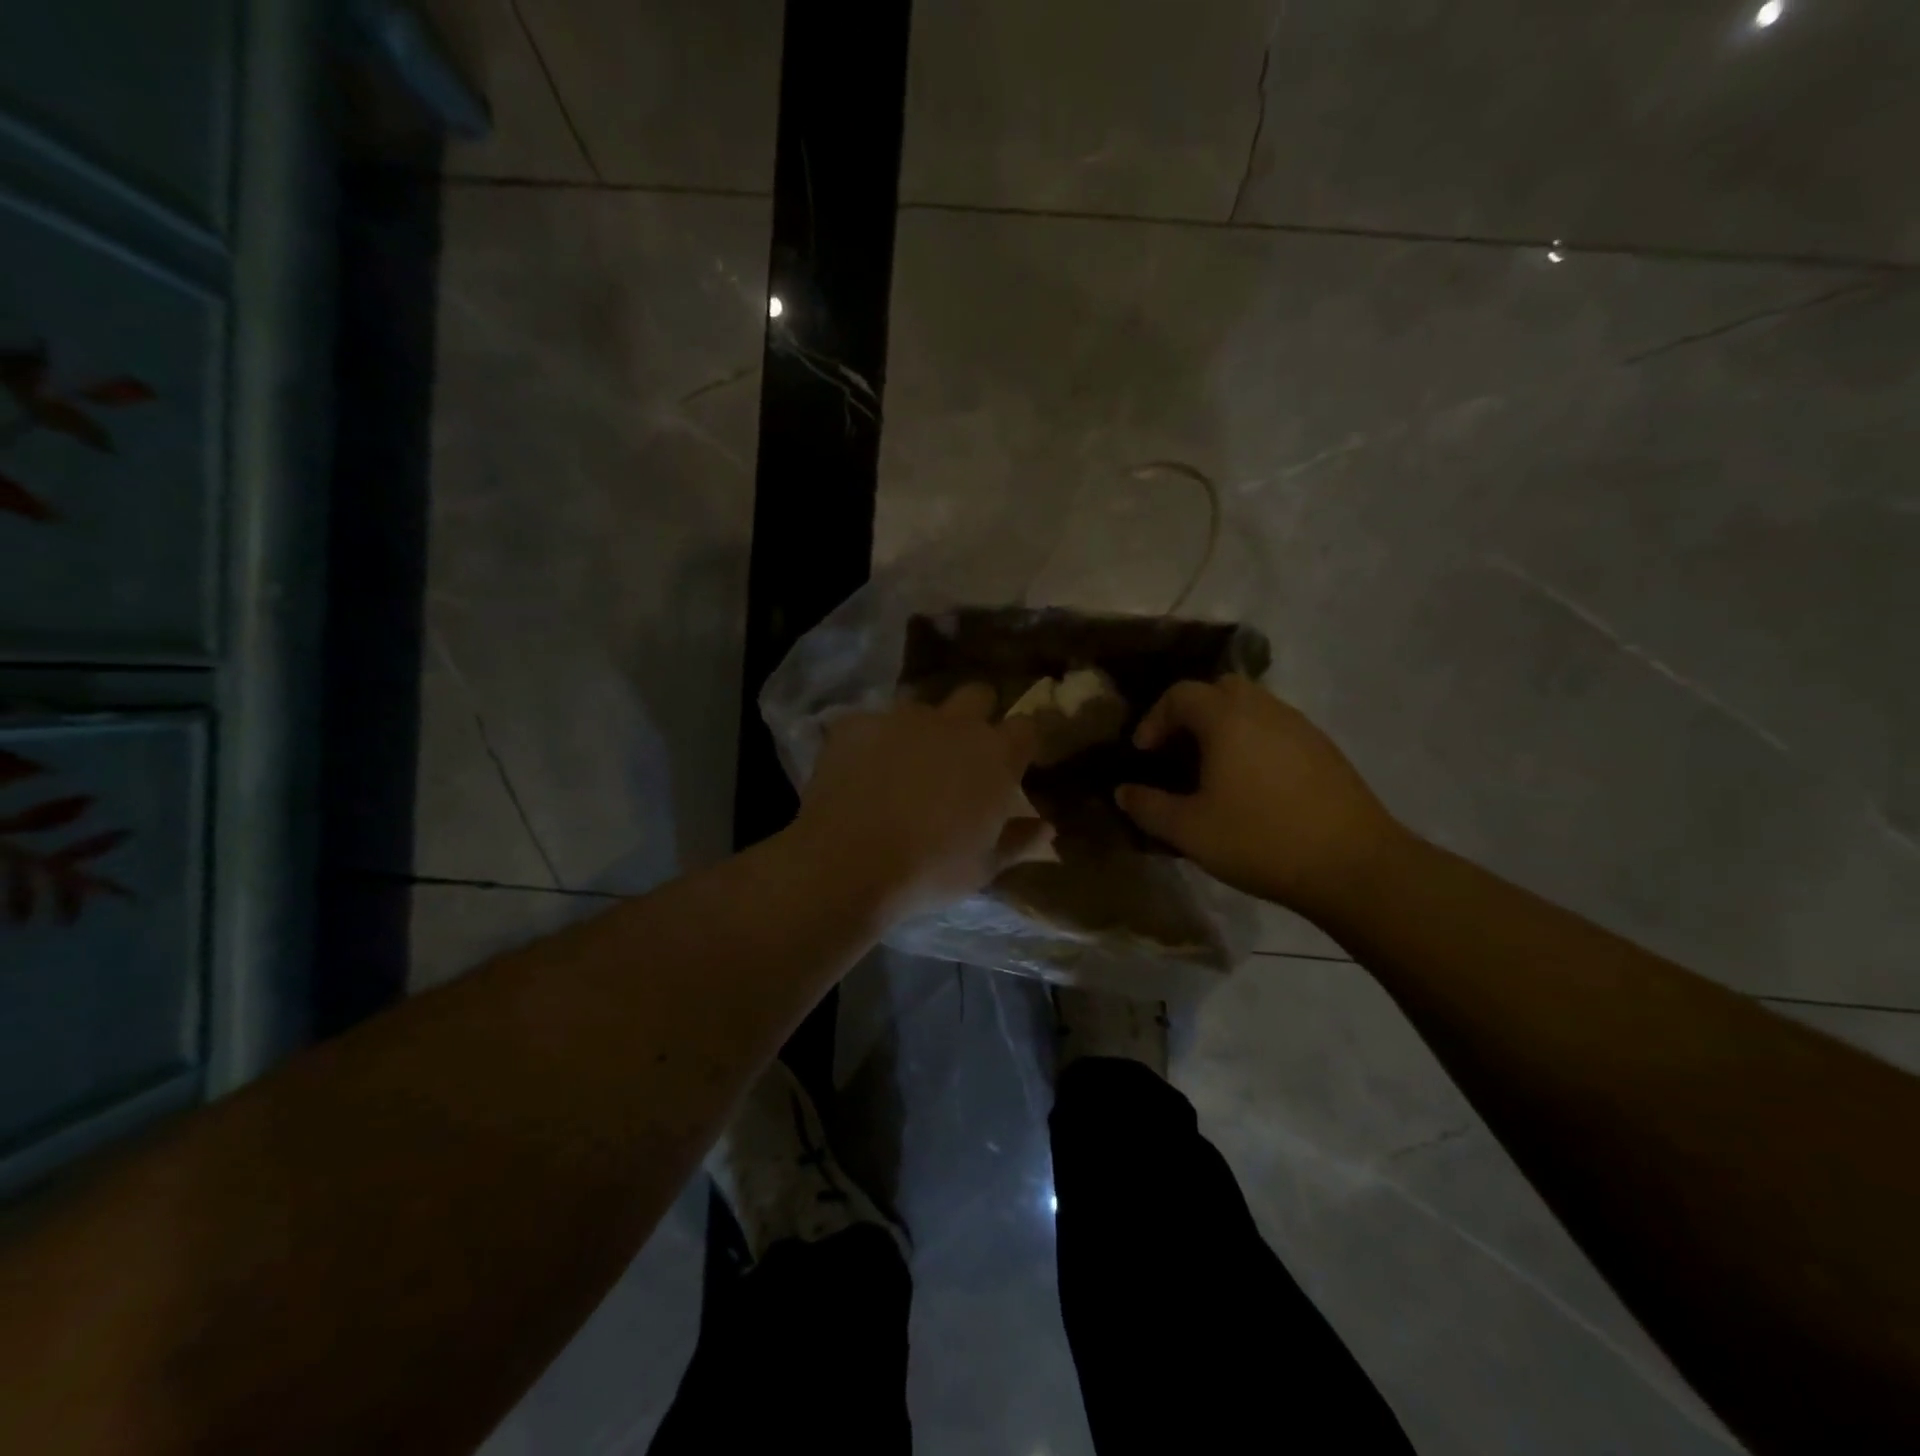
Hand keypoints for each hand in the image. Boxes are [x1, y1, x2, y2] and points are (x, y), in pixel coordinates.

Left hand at [794, 683, 1048, 921]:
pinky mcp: (856, 723)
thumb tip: (1047, 827)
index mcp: (995, 754)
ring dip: (922, 730)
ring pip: (921, 708)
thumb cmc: (930, 870)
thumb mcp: (984, 867)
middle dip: (976, 714)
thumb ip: (1019, 840)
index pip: (1026, 726)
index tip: (1014, 762)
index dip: (1021, 742)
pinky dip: (872, 743)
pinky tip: (861, 773)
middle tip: (961, 753)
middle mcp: (953, 723)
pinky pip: (872, 724)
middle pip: (977, 695)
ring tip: (904, 767)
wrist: (849, 863)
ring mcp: (901, 718)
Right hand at [1116, 675, 1402, 919]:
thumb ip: (1148, 807)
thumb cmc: (1260, 839)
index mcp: (1227, 718)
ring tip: (1213, 770)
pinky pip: (1277, 729)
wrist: (1354, 865)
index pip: (1180, 694)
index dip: (1154, 718)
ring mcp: (1301, 727)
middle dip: (1191, 713)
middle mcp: (1265, 709)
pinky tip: (1253, 786)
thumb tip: (1123, 791)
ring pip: (1253, 707)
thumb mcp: (1189, 831)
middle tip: (1178, 751)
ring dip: (1225, 727)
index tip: (1145, 754)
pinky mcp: (1325, 750)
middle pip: (1220, 689)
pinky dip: (1254, 742)